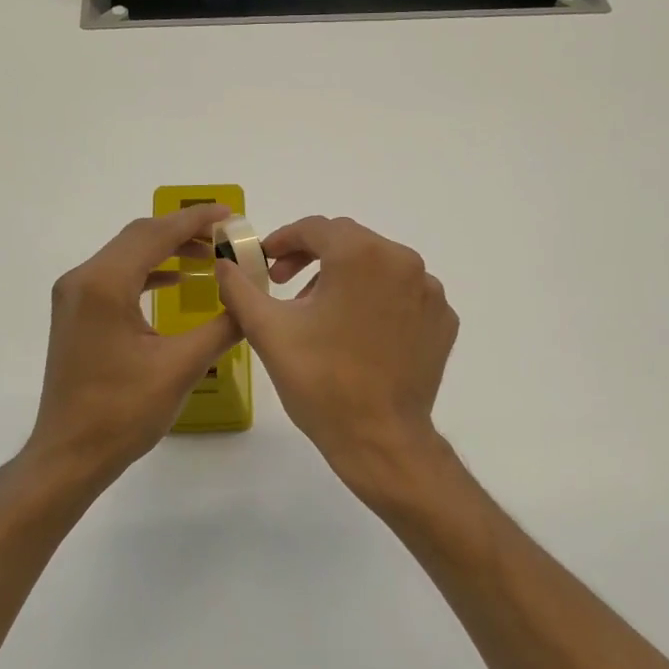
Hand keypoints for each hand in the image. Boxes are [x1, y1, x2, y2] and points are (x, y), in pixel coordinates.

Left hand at [24, 206, 238, 493]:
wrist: (70, 454)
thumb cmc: (123, 412)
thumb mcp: (182, 367)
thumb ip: (223, 326)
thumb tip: (251, 300)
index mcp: (105, 285)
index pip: (155, 234)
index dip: (195, 221)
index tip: (231, 214)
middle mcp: (83, 279)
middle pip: (138, 237)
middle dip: (183, 232)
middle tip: (226, 237)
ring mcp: (74, 296)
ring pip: (126, 255)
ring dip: (167, 251)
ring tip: (209, 257)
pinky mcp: (77, 314)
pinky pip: (116, 277)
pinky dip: (148, 272)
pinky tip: (176, 282)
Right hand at [215, 216, 458, 501]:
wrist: (381, 439)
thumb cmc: (321, 381)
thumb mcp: (268, 331)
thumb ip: (240, 288)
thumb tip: (225, 263)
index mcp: (362, 255)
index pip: (316, 228)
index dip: (284, 240)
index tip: (266, 263)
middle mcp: (404, 261)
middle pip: (350, 242)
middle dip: (313, 257)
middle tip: (285, 285)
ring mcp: (430, 292)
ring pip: (379, 266)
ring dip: (346, 278)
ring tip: (321, 313)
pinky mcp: (443, 320)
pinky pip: (404, 294)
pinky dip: (379, 301)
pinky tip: (359, 332)